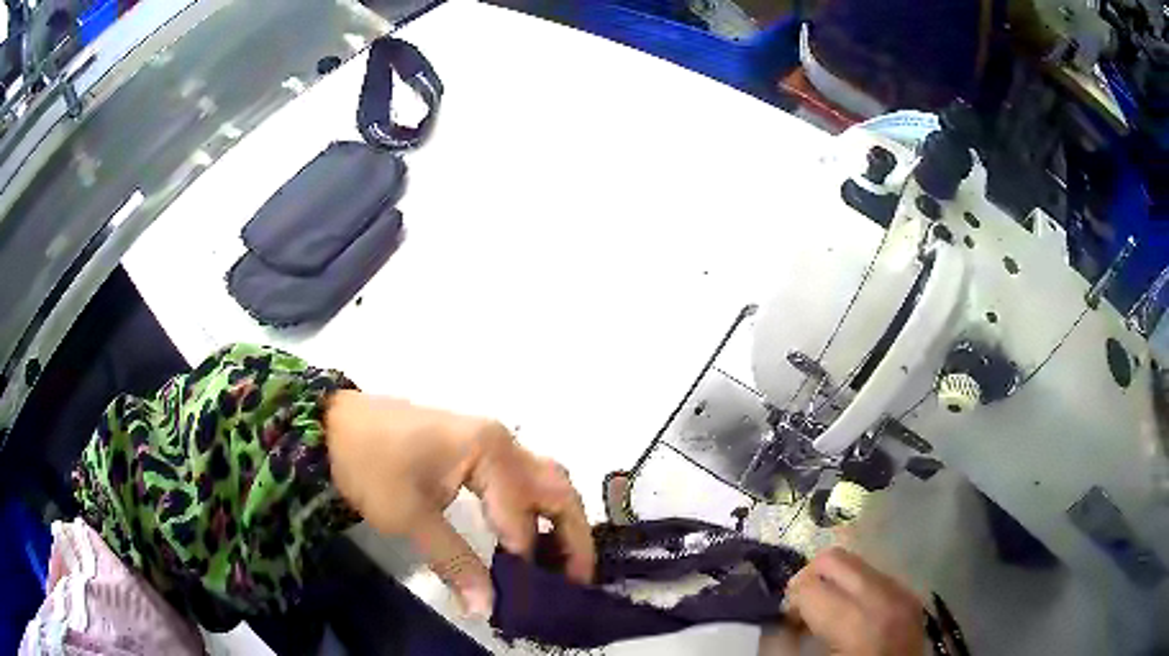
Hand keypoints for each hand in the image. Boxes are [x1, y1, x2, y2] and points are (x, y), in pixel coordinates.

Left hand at [325, 391, 594, 617]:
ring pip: (545, 482)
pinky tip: (527, 538)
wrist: (334, 425)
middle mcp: (503, 442)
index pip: (521, 515)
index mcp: (490, 451)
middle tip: (574, 581)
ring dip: (558, 523)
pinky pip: (522, 481)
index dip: (523, 559)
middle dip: (573, 536)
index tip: (521, 597)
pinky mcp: (476, 450)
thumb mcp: (409, 516)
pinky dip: (536, 512)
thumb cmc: (371, 464)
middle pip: (557, 489)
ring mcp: (492, 442)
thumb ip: (454, 562)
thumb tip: (486, 608)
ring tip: (557, 564)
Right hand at [783, 547, 924, 655]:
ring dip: (835, 584)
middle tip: (802, 612)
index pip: (808, 584)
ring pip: (857, 562)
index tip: (788, 626)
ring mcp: (905, 594)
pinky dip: (857, 589)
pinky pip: (877, 576)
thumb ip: (784, 644)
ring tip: (829, 615)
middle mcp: (887, 597)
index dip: (789, 604)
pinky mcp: (912, 597)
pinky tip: (852, 616)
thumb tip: (776, 621)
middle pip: (835, 559)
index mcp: (859, 621)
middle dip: (810, 580)